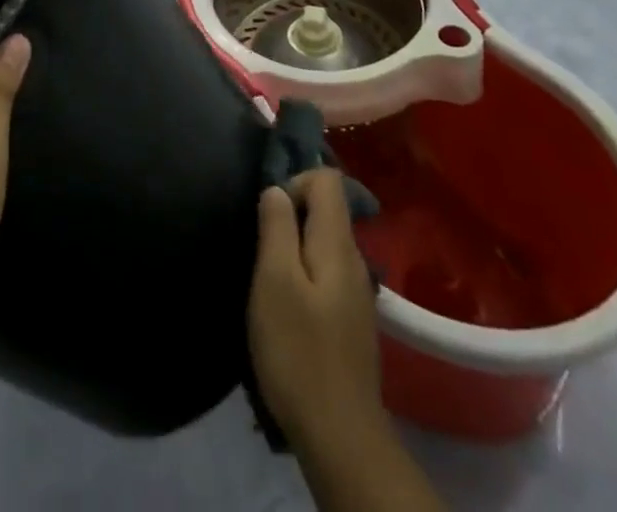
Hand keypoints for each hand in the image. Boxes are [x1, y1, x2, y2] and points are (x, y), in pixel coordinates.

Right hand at [248, 170, 384, 452]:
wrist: (340, 436)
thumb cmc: (299, 350)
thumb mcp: (274, 281)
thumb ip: (276, 227)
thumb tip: (276, 189)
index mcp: (337, 244)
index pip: (327, 179)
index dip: (295, 181)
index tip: (269, 215)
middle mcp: (354, 260)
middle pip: (327, 209)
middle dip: (290, 215)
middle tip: (260, 247)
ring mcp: (355, 292)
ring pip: (324, 243)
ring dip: (294, 247)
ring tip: (267, 278)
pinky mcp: (350, 320)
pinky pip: (326, 273)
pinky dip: (304, 274)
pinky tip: (286, 307)